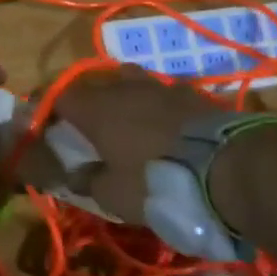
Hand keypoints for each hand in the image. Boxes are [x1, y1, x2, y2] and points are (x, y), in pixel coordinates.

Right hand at [51, 66, 221, 224]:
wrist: (228, 168)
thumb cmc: (156, 181)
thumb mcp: (114, 195)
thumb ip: (89, 181)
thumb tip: (74, 174)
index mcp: (96, 109)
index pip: (60, 97)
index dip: (51, 110)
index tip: (48, 126)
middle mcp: (124, 89)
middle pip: (96, 84)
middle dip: (89, 101)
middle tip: (90, 126)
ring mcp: (162, 87)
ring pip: (133, 80)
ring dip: (127, 97)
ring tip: (130, 119)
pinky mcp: (195, 94)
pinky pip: (167, 93)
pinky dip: (161, 105)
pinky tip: (168, 124)